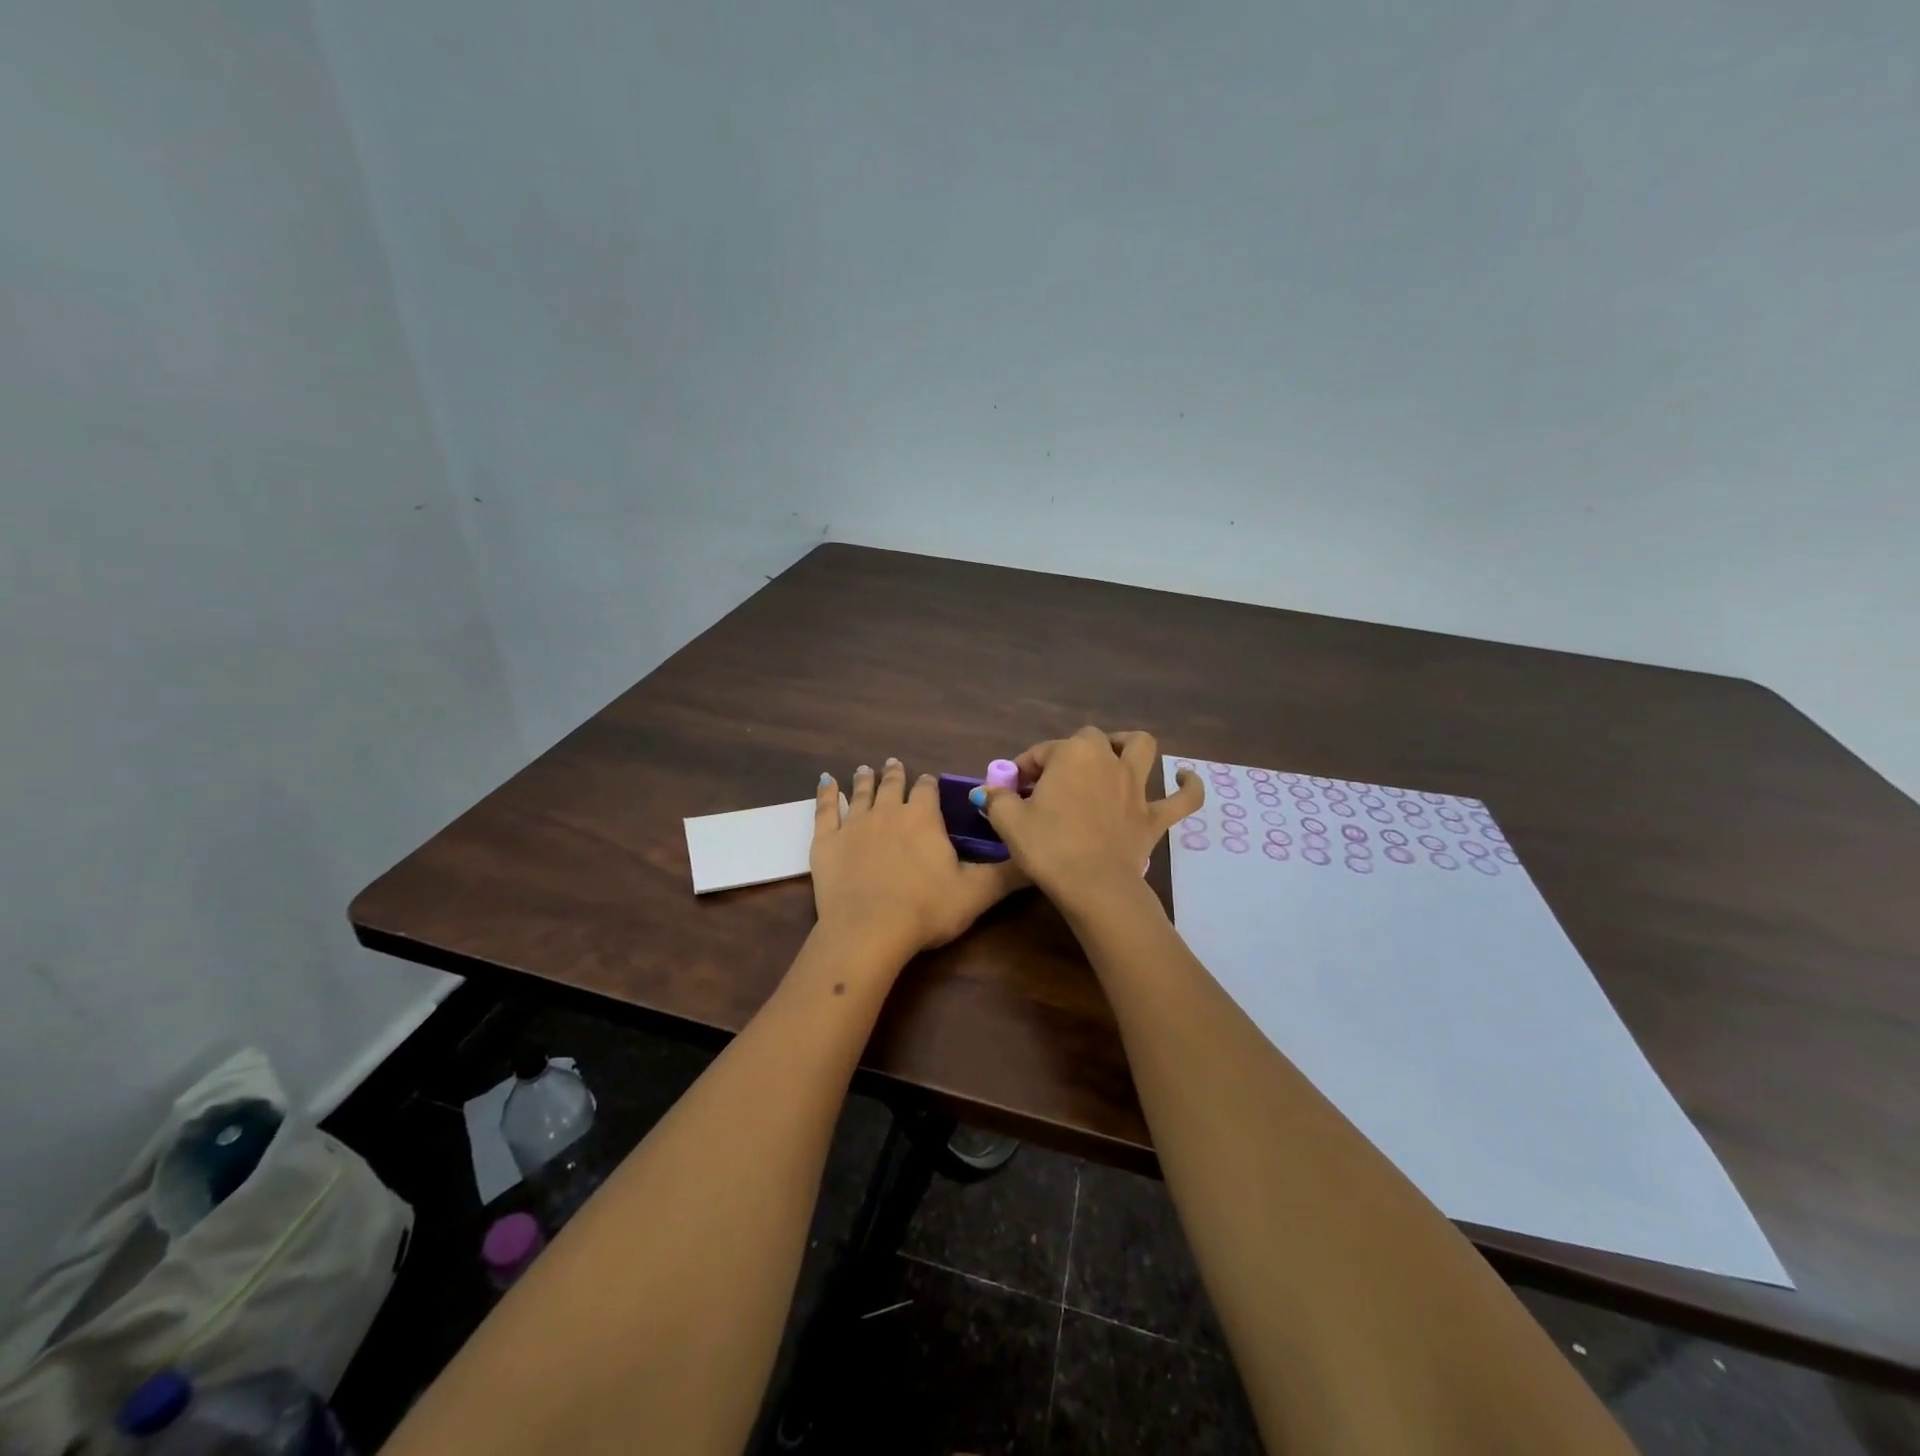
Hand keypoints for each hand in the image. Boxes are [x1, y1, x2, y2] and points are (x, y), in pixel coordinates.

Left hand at [811, 758, 1025, 963]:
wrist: (868, 930)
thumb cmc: (926, 909)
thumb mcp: (977, 893)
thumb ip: (1008, 873)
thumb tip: (1038, 857)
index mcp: (923, 817)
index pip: (928, 790)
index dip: (929, 785)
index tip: (929, 782)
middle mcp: (888, 811)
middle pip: (893, 785)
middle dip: (896, 774)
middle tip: (895, 763)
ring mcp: (854, 824)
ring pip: (861, 793)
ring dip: (865, 779)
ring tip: (865, 768)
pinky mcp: (826, 841)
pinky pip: (825, 810)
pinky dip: (826, 794)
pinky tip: (825, 781)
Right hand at [976, 728, 1202, 907]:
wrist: (1093, 885)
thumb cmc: (1048, 847)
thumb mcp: (1009, 821)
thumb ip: (998, 799)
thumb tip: (987, 791)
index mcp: (1072, 754)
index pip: (1041, 752)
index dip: (1023, 768)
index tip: (1012, 790)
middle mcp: (1107, 760)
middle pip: (1088, 741)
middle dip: (1069, 753)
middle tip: (1052, 781)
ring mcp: (1136, 787)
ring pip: (1141, 749)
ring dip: (1128, 746)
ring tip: (1115, 754)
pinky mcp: (1154, 817)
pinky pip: (1183, 799)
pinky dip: (1188, 787)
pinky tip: (1185, 779)